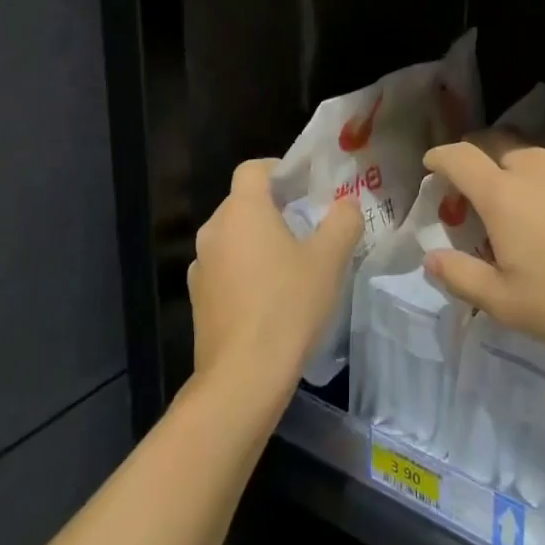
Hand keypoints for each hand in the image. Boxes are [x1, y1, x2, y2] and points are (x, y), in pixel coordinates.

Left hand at [189, 159, 362, 402]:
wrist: (243, 376)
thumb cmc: (288, 305)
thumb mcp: (329, 259)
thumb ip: (343, 221)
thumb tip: (346, 205)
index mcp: (242, 210)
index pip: (253, 168)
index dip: (279, 169)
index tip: (305, 187)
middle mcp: (214, 229)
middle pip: (243, 202)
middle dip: (274, 208)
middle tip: (309, 226)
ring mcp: (201, 265)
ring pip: (233, 237)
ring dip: (259, 241)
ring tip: (292, 264)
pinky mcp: (199, 298)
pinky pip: (225, 268)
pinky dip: (245, 270)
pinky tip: (270, 297)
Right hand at [421, 137, 544, 362]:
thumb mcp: (507, 304)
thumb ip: (461, 277)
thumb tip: (431, 259)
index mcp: (503, 194)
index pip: (459, 157)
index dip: (440, 157)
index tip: (432, 164)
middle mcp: (538, 168)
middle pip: (497, 144)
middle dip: (477, 156)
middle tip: (476, 186)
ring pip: (538, 155)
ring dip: (521, 170)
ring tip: (527, 203)